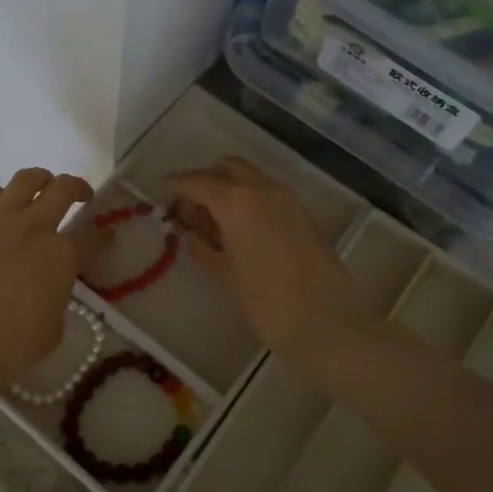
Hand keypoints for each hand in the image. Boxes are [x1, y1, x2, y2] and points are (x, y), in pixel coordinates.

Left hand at [0, 168, 102, 391]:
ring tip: (42, 186)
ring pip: (24, 181)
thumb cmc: (8, 349)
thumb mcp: (52, 331)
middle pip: (63, 190)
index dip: (103, 235)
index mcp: (61, 257)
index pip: (92, 237)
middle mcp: (32, 228)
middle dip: (78, 188)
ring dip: (40, 179)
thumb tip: (49, 287)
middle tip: (81, 195)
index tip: (105, 236)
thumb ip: (57, 299)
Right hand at [168, 157, 366, 360]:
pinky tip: (238, 230)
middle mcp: (262, 189)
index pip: (198, 182)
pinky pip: (266, 193)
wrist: (329, 323)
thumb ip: (202, 249)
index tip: (163, 190)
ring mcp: (287, 200)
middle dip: (205, 180)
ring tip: (211, 222)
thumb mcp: (226, 275)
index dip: (177, 185)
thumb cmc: (268, 302)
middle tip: (189, 208)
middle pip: (227, 168)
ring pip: (250, 178)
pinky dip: (248, 199)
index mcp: (236, 201)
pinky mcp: (302, 215)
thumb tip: (187, 235)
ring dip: (228, 188)